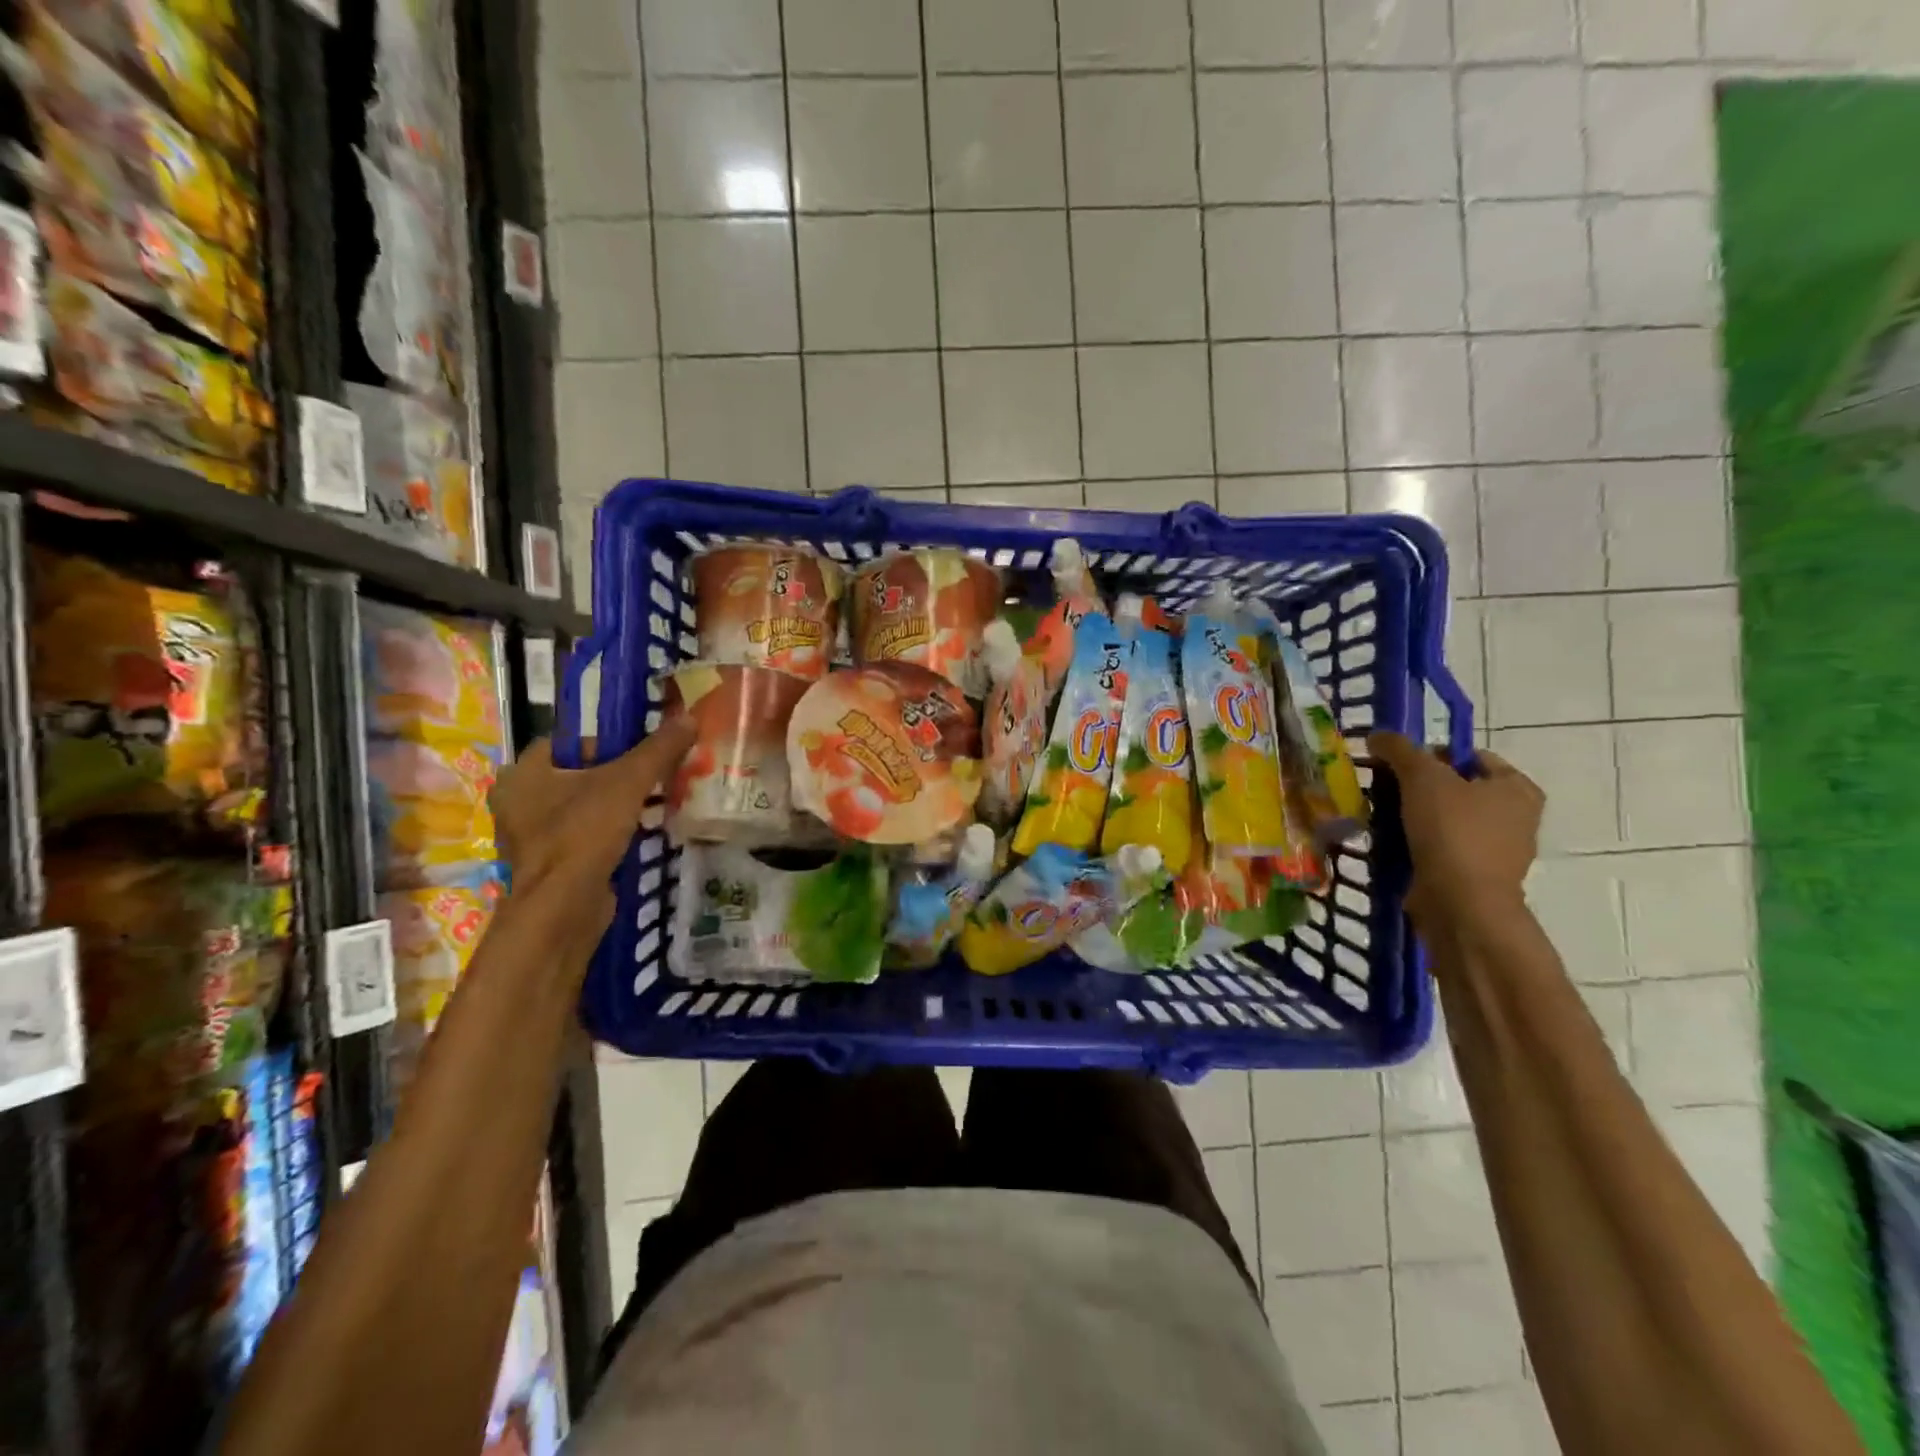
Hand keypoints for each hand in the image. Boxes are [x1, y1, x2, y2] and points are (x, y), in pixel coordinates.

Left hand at [489, 721, 695, 919]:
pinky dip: (607, 832)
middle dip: (615, 774)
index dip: (605, 741)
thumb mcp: (628, 782)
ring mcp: (530, 837)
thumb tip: (689, 718)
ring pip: (580, 806)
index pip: (566, 741)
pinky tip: (636, 834)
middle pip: (577, 774)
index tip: (639, 751)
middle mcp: (517, 802)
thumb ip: (658, 749)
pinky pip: (582, 835)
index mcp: (522, 773)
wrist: (564, 908)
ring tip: (651, 803)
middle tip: (651, 776)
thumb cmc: (584, 832)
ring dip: (613, 804)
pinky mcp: (549, 864)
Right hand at [1368, 731, 1543, 932]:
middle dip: (1418, 786)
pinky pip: (1439, 847)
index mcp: (1517, 788)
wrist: (1460, 903)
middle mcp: (1516, 817)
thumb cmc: (1452, 831)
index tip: (1398, 764)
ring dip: (1413, 815)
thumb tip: (1376, 735)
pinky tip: (1391, 842)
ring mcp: (1496, 849)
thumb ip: (1399, 749)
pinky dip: (1416, 843)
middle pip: (1455, 787)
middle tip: (1384, 788)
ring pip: (1444, 819)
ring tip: (1381, 815)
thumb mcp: (1422, 777)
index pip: (1470, 755)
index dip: (1431, 753)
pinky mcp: (1473, 875)